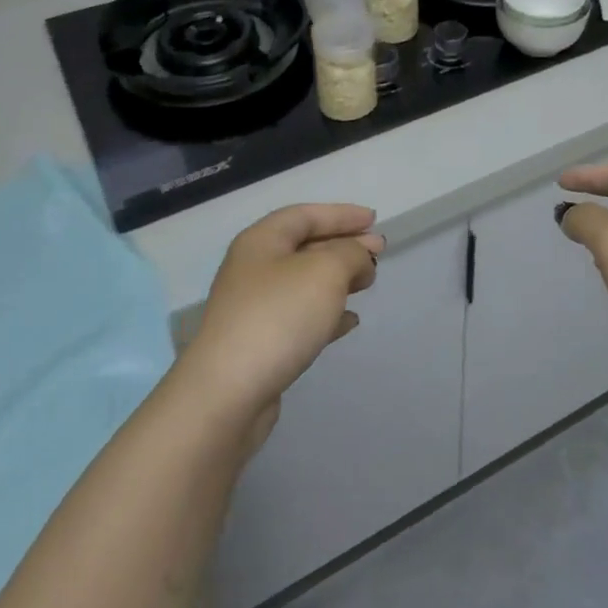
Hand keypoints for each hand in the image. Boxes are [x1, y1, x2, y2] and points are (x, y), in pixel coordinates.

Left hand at [180, 204, 384, 427]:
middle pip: (304, 247)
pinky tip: (350, 321)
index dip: (341, 214)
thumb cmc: (279, 316)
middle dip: (343, 246)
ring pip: (304, 282)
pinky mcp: (260, 343)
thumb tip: (358, 256)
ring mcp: (254, 308)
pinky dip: (327, 313)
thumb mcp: (326, 271)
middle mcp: (254, 269)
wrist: (228, 392)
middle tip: (378, 252)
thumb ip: (350, 254)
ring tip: (368, 283)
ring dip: (338, 279)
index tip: (373, 220)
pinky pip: (300, 317)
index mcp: (261, 241)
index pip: (305, 215)